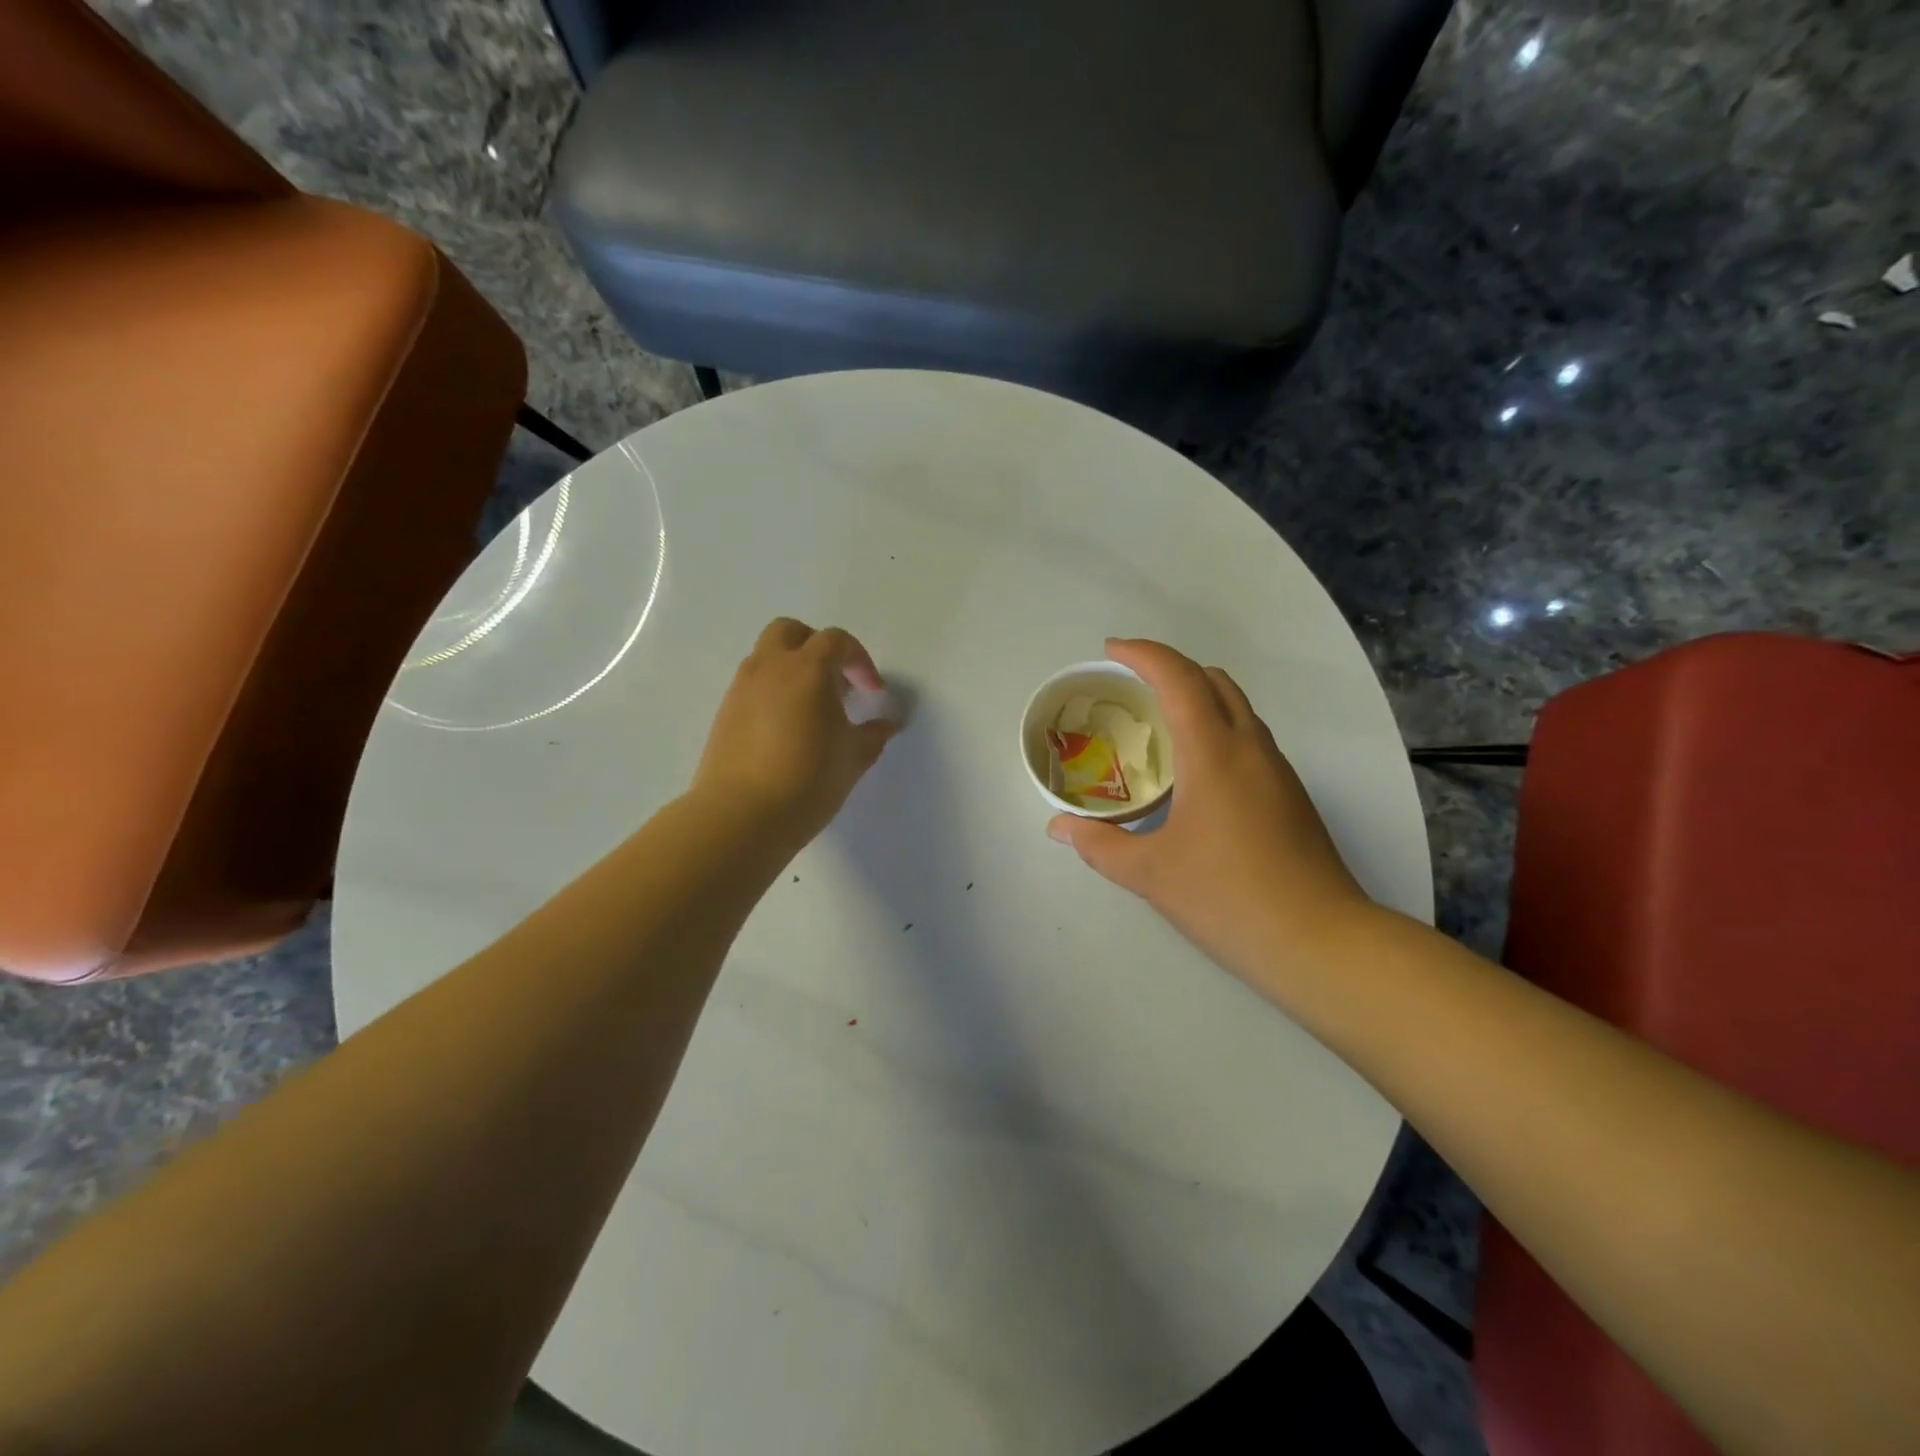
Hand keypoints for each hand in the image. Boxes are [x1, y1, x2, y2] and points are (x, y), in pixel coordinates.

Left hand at [693, 619, 898, 846]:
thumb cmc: (809, 779)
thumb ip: (874, 733)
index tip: (872, 692)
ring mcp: (741, 689)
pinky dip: (772, 693)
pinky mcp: (724, 714)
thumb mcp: (854, 757)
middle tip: (835, 682)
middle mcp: (770, 668)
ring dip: (791, 670)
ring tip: (812, 710)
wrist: (741, 815)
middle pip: (791, 632)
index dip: (860, 661)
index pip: (836, 642)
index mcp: (807, 669)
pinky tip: (786, 730)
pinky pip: (752, 686)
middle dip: (817, 647)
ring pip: (766, 658)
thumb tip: (888, 723)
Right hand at [1047, 639, 1377, 987]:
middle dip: (1170, 668)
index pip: (1179, 678)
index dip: (1143, 654)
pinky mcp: (1291, 795)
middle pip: (1213, 680)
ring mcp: (1277, 770)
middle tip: (1130, 683)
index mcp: (1214, 752)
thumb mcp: (1150, 874)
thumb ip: (1099, 845)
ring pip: (1237, 707)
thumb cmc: (1228, 898)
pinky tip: (1194, 769)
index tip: (1111, 651)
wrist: (1321, 943)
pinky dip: (1216, 726)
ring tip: (1157, 722)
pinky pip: (1248, 737)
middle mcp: (1251, 747)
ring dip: (1197, 696)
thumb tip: (1058, 827)